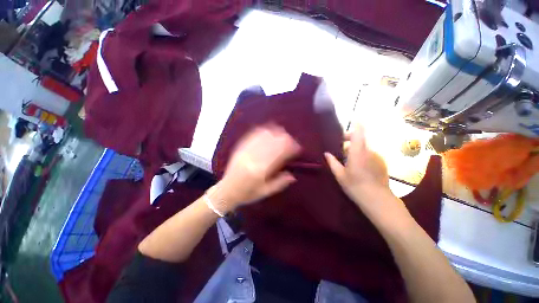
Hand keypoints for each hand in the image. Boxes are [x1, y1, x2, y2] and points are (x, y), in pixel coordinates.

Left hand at [209, 125, 300, 212]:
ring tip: (283, 134)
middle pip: (273, 142)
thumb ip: (279, 183)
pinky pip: (253, 135)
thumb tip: (293, 175)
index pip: (280, 153)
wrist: (226, 190)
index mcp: (261, 170)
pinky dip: (263, 131)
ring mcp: (246, 150)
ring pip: (264, 135)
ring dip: (276, 132)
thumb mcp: (265, 192)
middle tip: (292, 141)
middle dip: (286, 139)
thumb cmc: (247, 193)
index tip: (298, 148)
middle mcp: (254, 157)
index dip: (291, 148)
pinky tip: (269, 130)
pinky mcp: (240, 148)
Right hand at [324, 125, 392, 206]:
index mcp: (357, 152)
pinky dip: (363, 156)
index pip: (359, 133)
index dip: (357, 124)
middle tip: (340, 149)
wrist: (378, 200)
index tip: (354, 119)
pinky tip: (359, 168)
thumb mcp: (340, 175)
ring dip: (356, 150)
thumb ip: (332, 162)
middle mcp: (369, 151)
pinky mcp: (382, 163)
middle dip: (350, 141)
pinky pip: (370, 155)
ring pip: (364, 148)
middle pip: (360, 139)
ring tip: (348, 161)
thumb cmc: (355, 186)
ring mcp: (377, 157)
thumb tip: (326, 153)